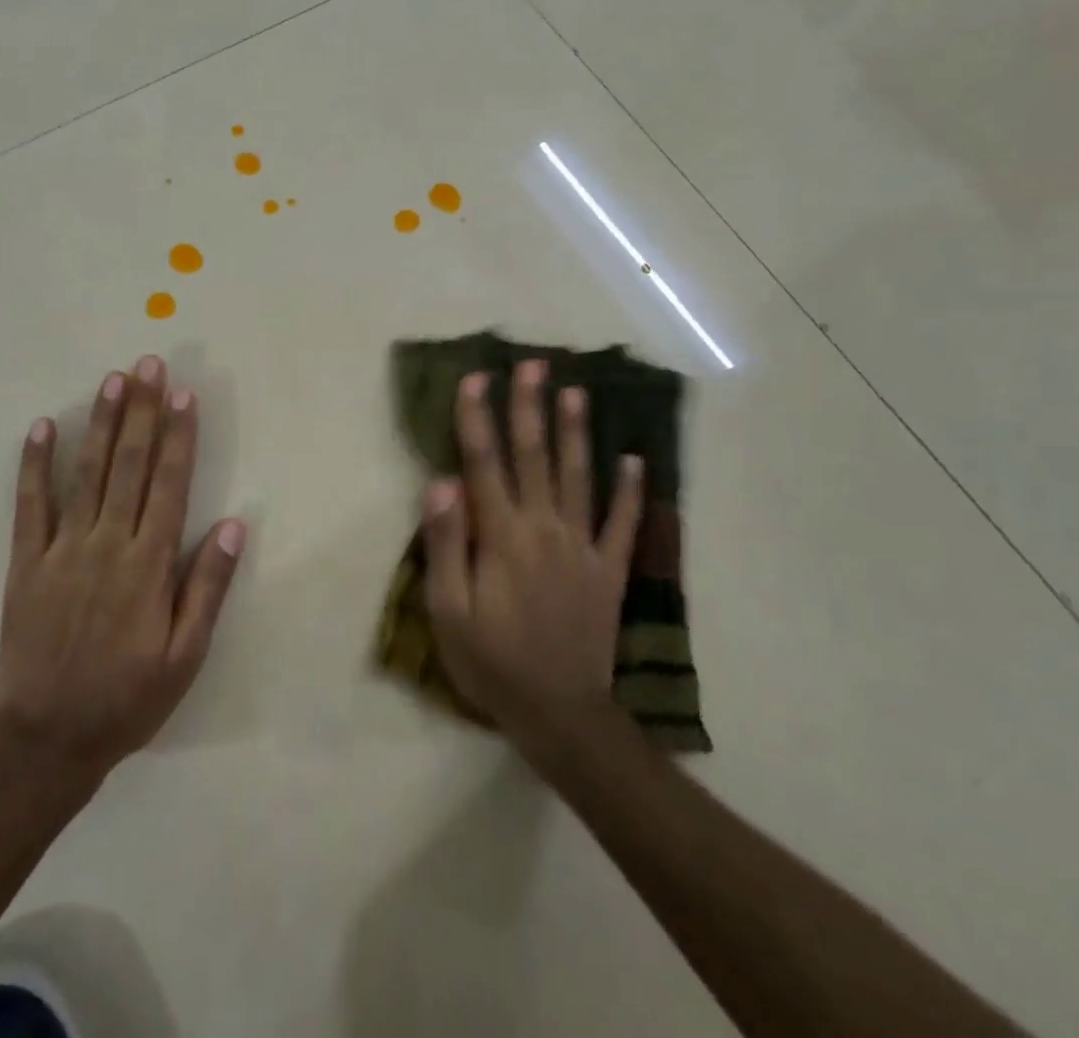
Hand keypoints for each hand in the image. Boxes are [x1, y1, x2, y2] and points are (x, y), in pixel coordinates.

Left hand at [0, 356, 244, 774]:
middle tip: (148, 364)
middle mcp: (108, 543)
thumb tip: (232, 525)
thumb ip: (207, 588)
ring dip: (101, 423)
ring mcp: (63, 549)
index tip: (182, 394)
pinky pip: (30, 505)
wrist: (47, 740)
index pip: (170, 484)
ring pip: (86, 473)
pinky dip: (35, 465)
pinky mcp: (26, 563)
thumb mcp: (185, 657)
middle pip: (129, 465)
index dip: (179, 436)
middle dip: (141, 411)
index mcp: (149, 564)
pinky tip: (43, 427)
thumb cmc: (127, 698)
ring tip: (112, 380)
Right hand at [422, 360, 642, 738]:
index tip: (476, 377)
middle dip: (530, 406)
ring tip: (577, 391)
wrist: (560, 714)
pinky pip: (622, 523)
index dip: (477, 418)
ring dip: (576, 431)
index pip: (484, 463)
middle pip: (534, 456)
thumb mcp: (448, 611)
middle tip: (534, 363)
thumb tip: (443, 482)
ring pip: (579, 477)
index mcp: (502, 536)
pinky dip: (630, 491)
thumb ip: (446, 544)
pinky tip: (635, 460)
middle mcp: (544, 528)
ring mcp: (582, 546)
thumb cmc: (492, 662)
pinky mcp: (608, 570)